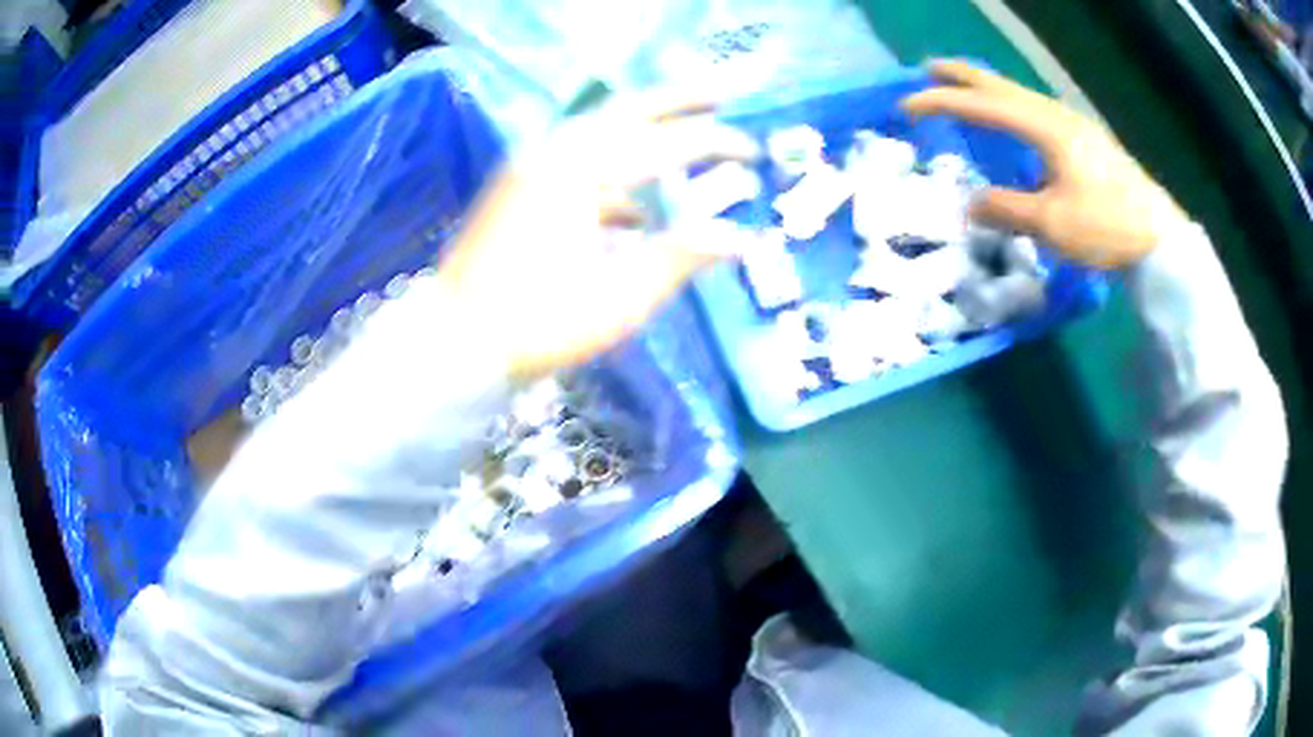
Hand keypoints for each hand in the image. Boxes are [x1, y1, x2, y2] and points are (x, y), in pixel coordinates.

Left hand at [437, 90, 759, 377]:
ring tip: (687, 136)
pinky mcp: (519, 189)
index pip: (665, 144)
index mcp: (582, 172)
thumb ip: (680, 257)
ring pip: (600, 131)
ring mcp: (531, 168)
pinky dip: (612, 173)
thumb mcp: (618, 298)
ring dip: (646, 130)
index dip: (715, 145)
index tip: (755, 152)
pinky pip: (577, 164)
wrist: (455, 343)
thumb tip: (739, 236)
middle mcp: (555, 154)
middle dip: (679, 99)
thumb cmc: (538, 324)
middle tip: (723, 92)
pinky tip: (634, 210)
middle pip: (628, 110)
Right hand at [902, 61, 1189, 268]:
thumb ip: (1007, 209)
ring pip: (1020, 96)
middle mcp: (1056, 116)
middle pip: (1001, 86)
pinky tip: (1013, 120)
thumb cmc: (1106, 227)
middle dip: (962, 76)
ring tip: (965, 88)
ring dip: (988, 89)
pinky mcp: (1086, 141)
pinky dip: (1011, 106)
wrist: (1160, 238)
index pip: (982, 106)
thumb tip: (969, 204)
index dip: (942, 102)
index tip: (906, 105)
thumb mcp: (1052, 224)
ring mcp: (1074, 126)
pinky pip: (1036, 111)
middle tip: (929, 69)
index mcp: (1044, 127)